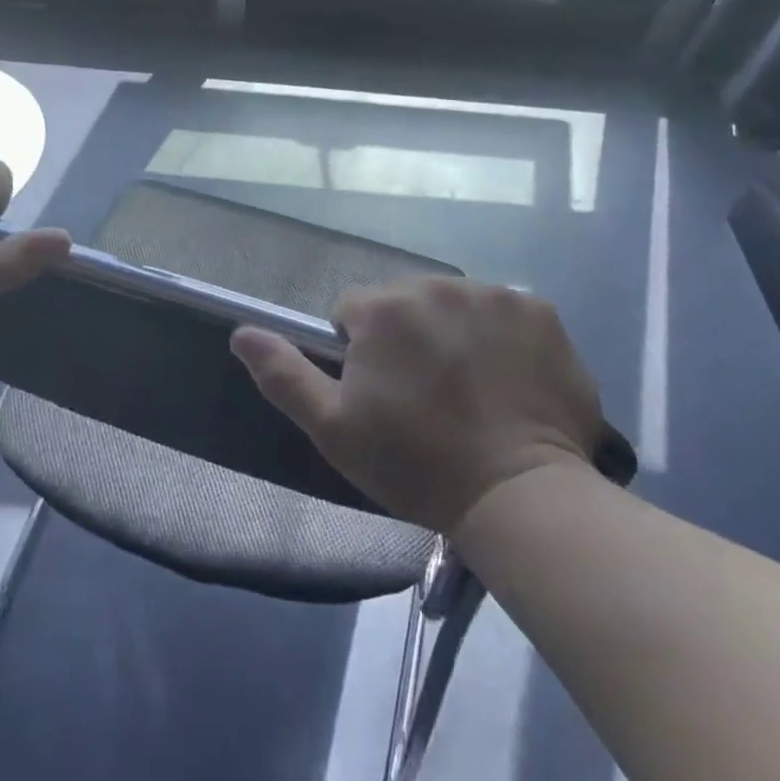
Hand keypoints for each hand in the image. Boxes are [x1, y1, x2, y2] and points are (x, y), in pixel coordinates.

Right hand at [231, 277, 603, 532]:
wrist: (519, 495)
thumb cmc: (416, 465)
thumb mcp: (333, 429)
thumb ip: (283, 374)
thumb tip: (241, 332)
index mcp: (382, 308)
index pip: (354, 310)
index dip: (360, 351)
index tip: (381, 393)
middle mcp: (435, 285)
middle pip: (407, 301)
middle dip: (408, 335)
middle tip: (427, 395)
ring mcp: (492, 294)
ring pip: (455, 303)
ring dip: (454, 332)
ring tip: (470, 389)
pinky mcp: (538, 310)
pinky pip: (506, 312)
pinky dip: (502, 336)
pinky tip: (510, 379)